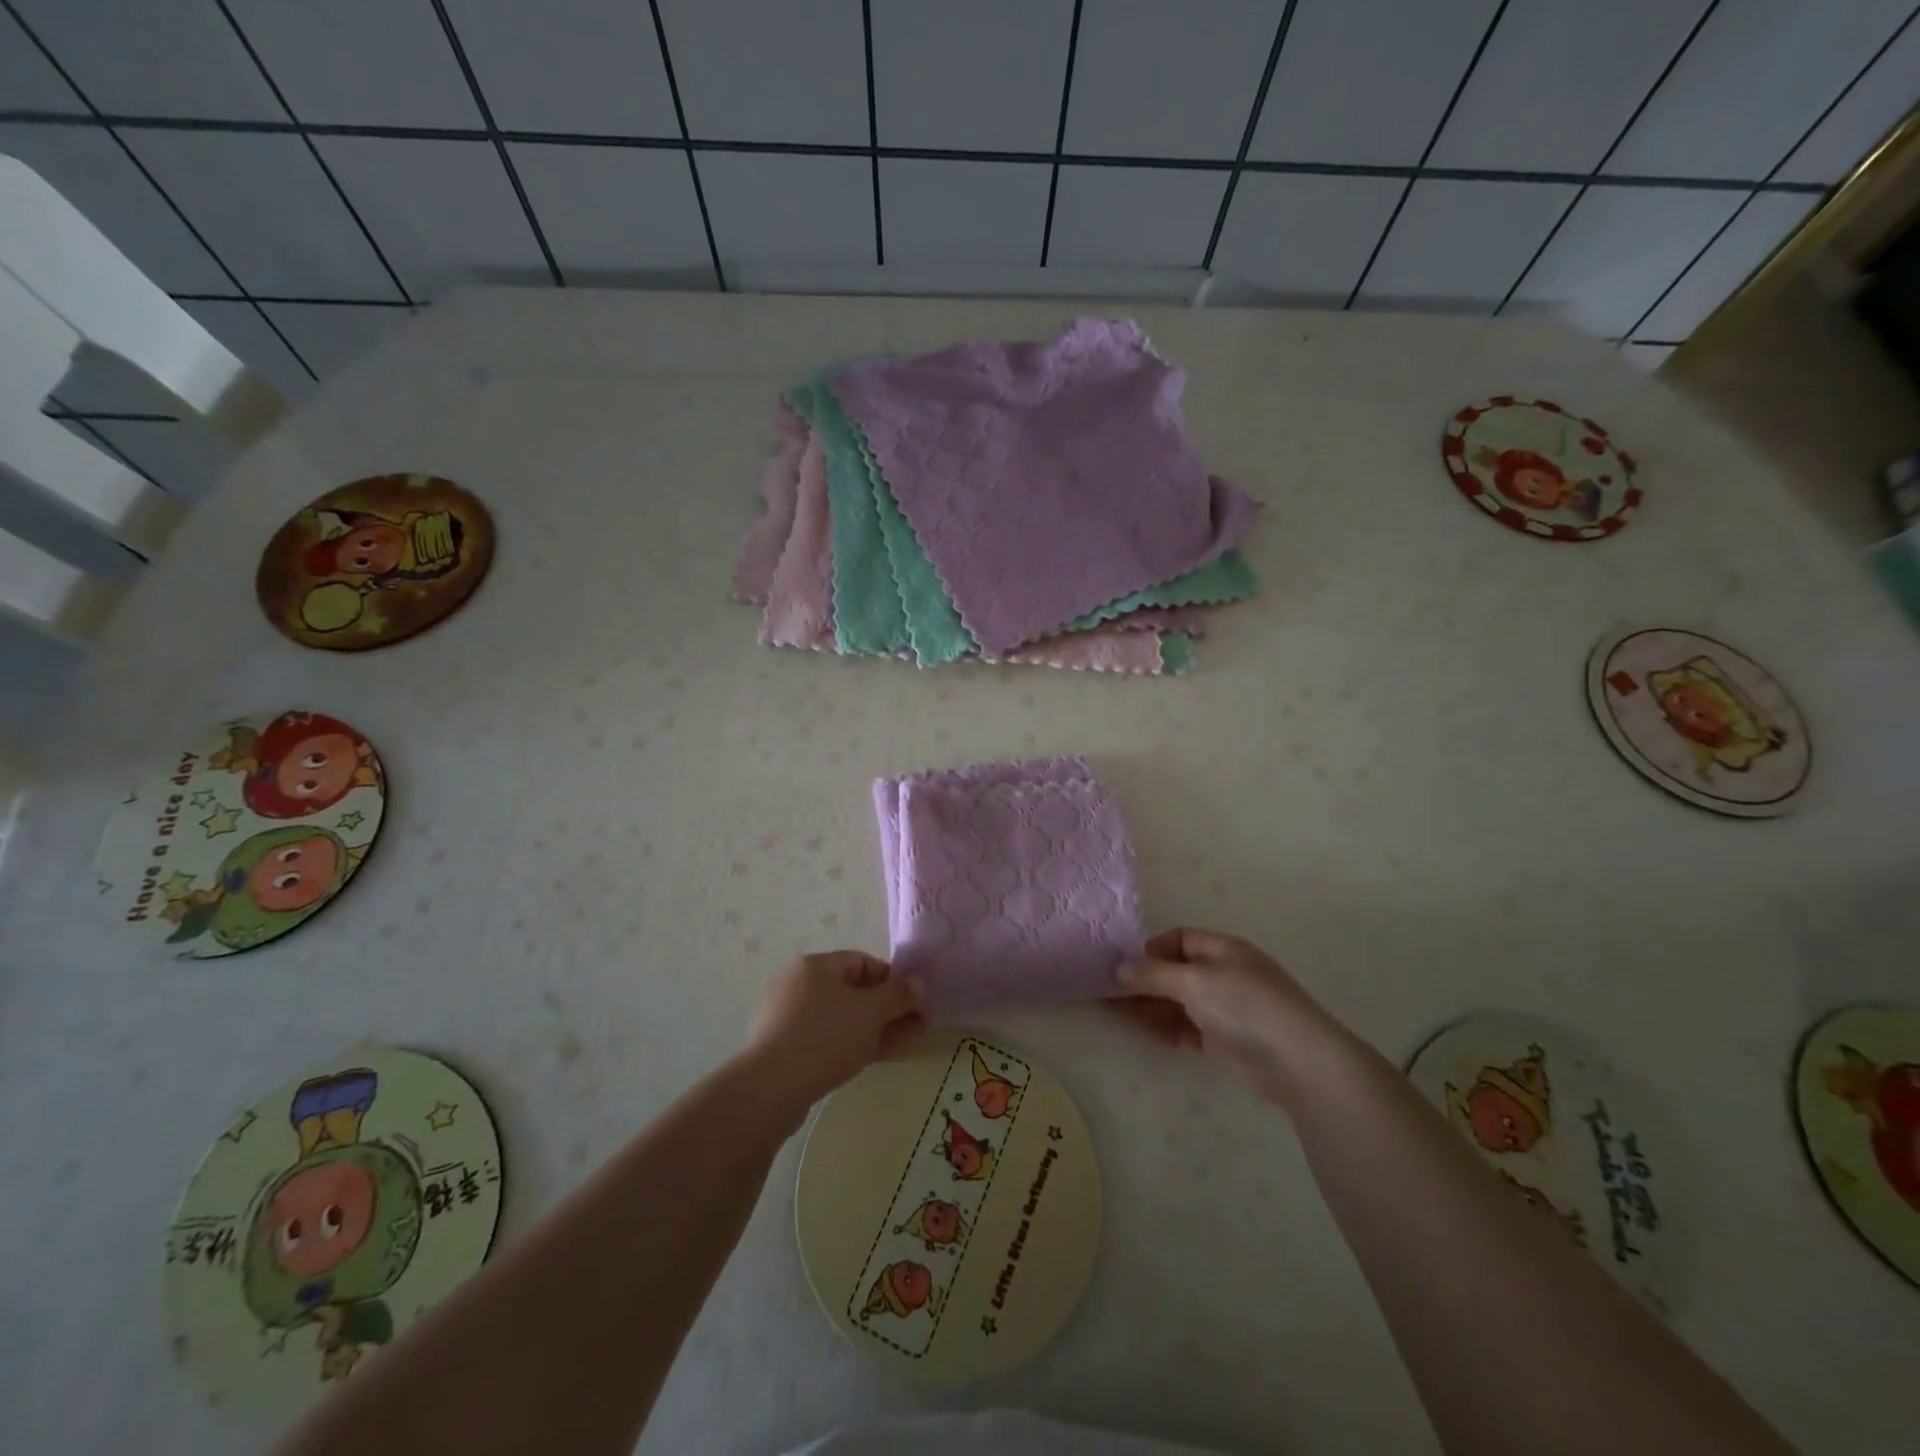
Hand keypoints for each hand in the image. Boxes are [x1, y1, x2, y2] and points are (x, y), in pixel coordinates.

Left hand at [742, 951, 925, 1115]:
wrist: (770, 1088)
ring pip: (844, 1018)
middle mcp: (800, 986)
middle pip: (854, 991)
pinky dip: (856, 1043)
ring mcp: (791, 1019)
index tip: (916, 1002)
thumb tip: (918, 984)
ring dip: (878, 1027)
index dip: (893, 979)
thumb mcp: (871, 1011)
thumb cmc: (825, 1036)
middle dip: (889, 1008)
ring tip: (908, 1042)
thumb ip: (899, 995)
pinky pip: (830, 1039)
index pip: (863, 962)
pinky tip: (877, 1056)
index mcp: (816, 966)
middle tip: (919, 1025)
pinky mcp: (788, 1050)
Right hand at [1107, 927, 1341, 1105]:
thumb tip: (1120, 969)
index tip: (1126, 967)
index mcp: (1222, 949)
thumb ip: (1153, 974)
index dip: (1151, 949)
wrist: (1299, 1062)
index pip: (1179, 939)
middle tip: (1107, 993)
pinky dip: (1167, 1028)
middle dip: (1143, 981)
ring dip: (1149, 1006)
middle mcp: (1225, 973)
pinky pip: (1189, 1028)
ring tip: (1113, 1013)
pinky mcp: (1229, 1040)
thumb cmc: (1244, 1006)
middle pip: (1175, 972)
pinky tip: (1144, 1033)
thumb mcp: (1194, 981)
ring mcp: (1228, 1008)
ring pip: (1179, 1002)